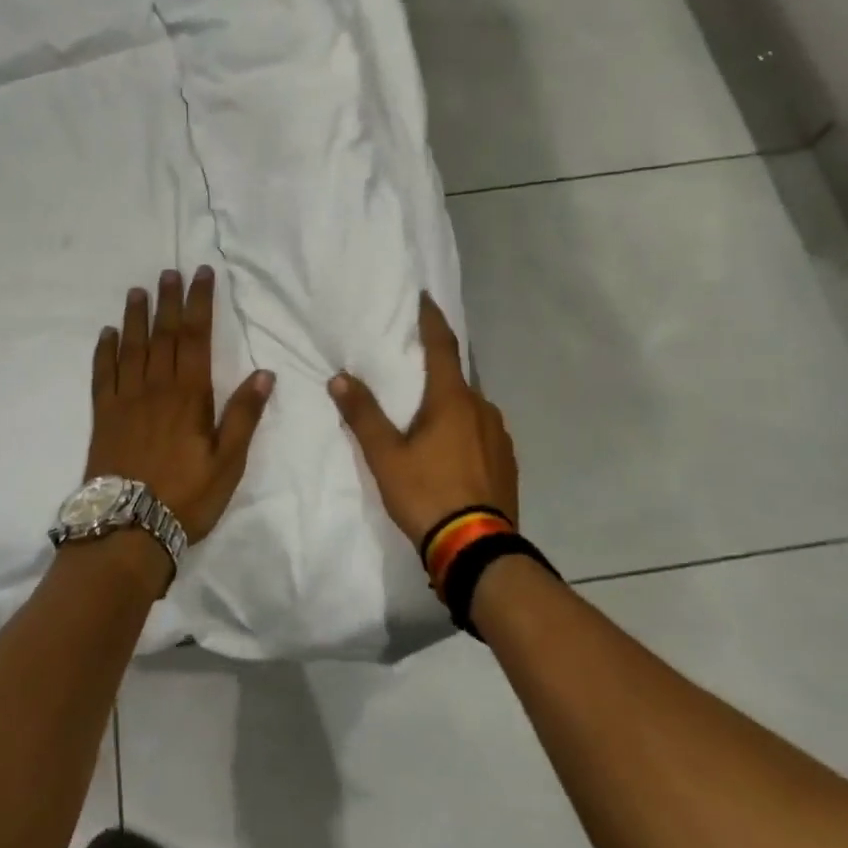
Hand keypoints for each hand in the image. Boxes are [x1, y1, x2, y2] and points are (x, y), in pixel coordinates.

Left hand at [84, 267, 275, 543]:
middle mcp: (156, 388)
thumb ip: (244, 415)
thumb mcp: (228, 462)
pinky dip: (105, 351)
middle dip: (168, 301)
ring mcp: (125, 400)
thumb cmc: (186, 496)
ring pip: (132, 348)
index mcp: (189, 395)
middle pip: (163, 335)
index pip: (196, 338)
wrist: (128, 529)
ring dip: (136, 317)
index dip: (200, 303)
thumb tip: (264, 372)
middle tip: (169, 272)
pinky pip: (102, 374)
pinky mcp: (103, 416)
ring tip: (137, 291)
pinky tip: (107, 334)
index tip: (201, 275)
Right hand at [329, 292, 517, 548]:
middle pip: (456, 378)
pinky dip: (463, 430)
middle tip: (411, 370)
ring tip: (426, 418)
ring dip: (449, 404)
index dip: (432, 320)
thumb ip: (363, 415)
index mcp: (454, 400)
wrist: (477, 549)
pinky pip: (481, 432)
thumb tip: (340, 377)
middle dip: (435, 370)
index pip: (443, 346)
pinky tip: (449, 452)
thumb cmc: (428, 494)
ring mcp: (500, 436)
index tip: (425, 298)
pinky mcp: (507, 462)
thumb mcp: (386, 457)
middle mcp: (483, 409)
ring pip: (469, 408)